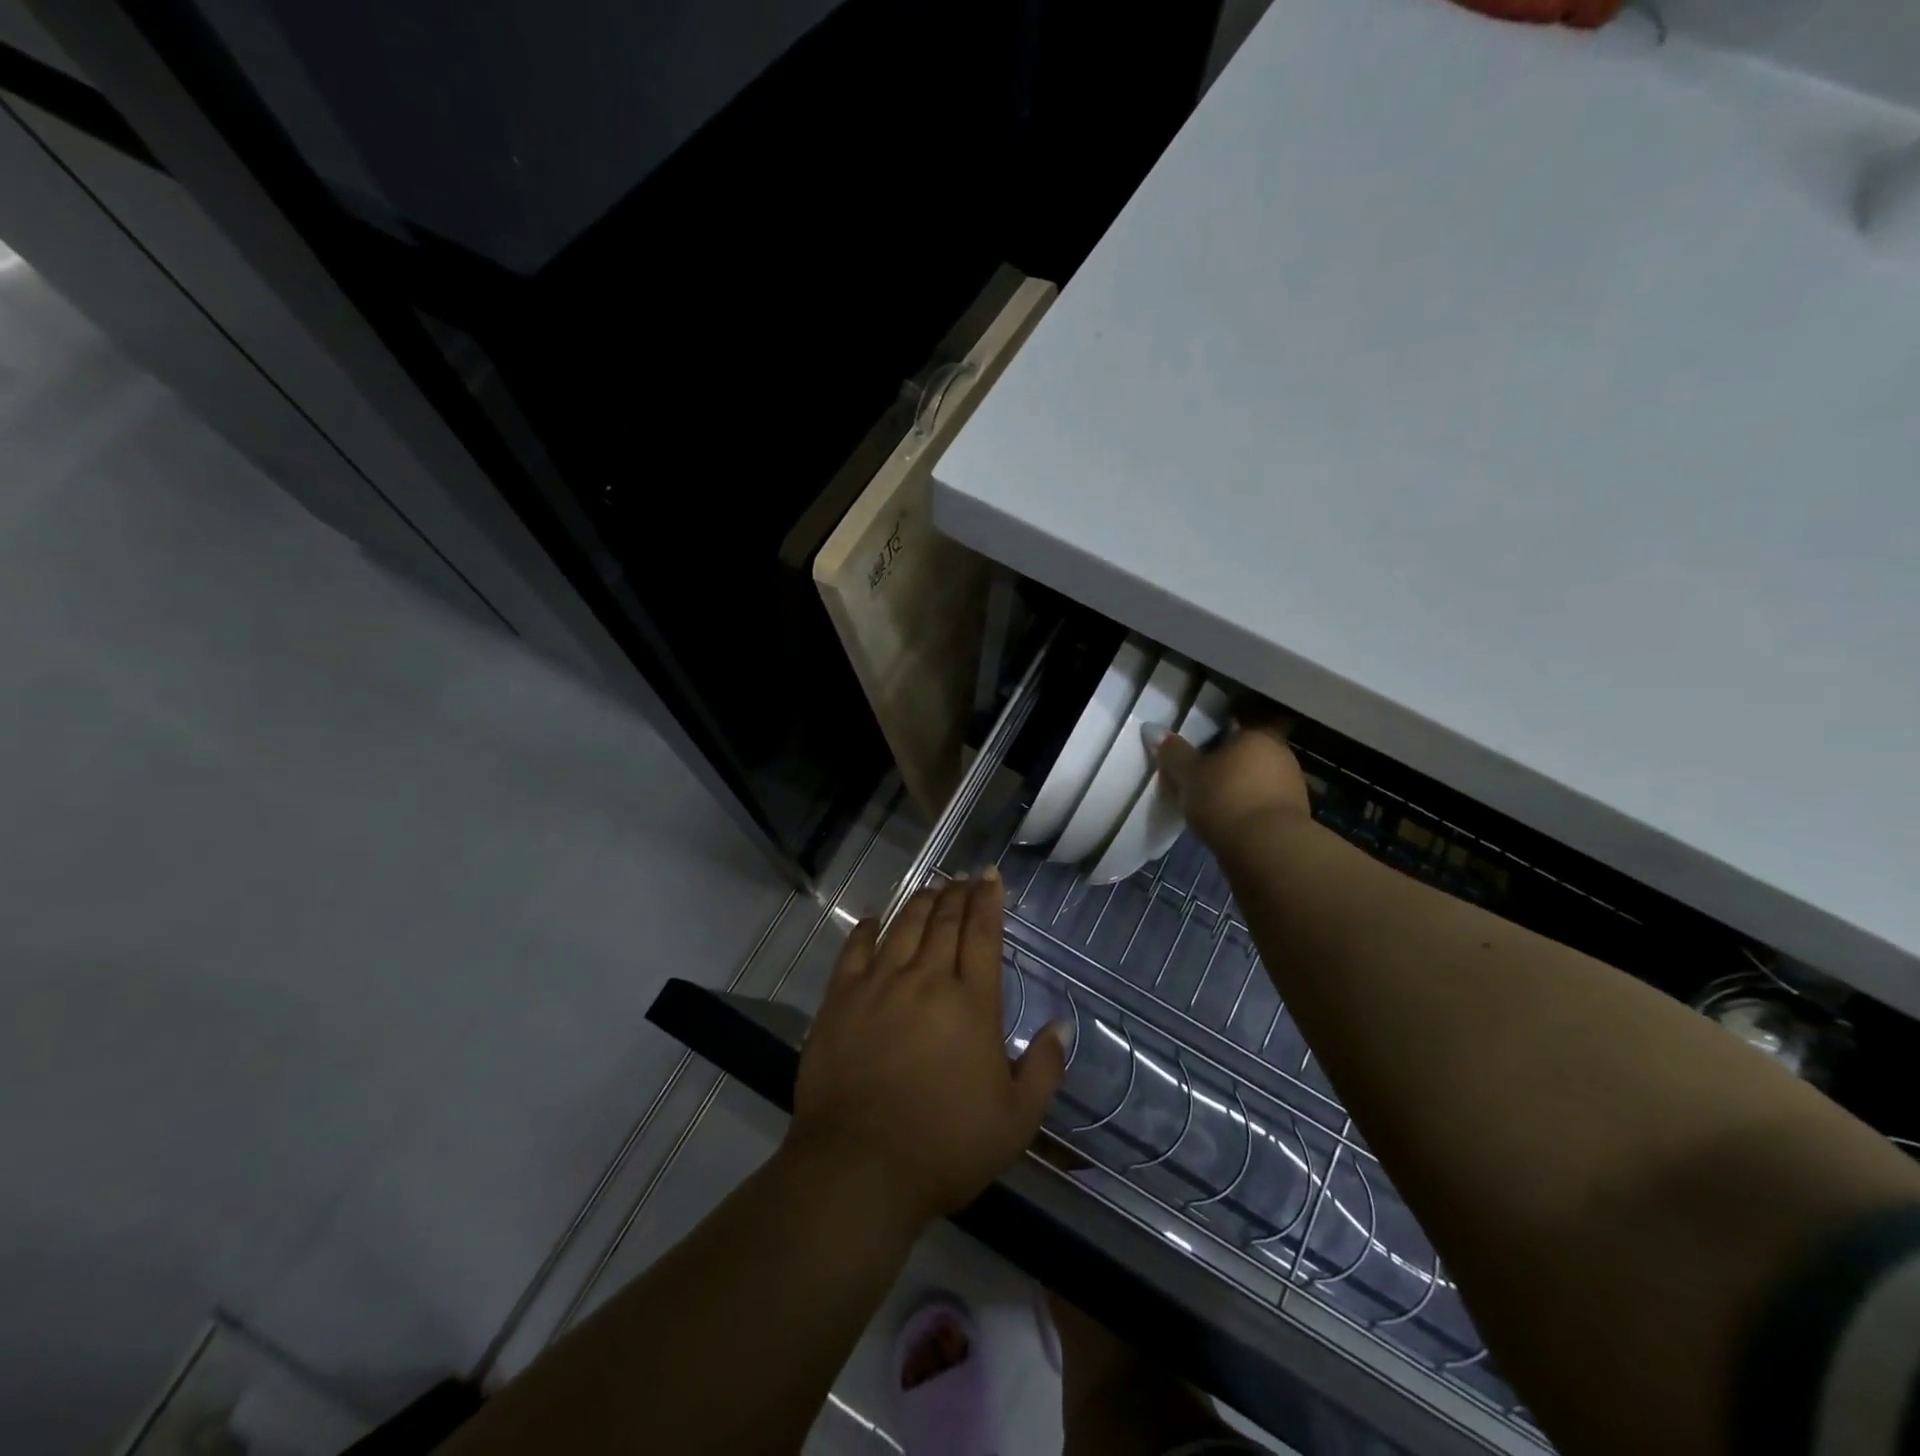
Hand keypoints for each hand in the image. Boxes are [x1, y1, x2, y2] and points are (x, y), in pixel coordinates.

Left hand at [789, 871, 1067, 1230]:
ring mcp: (878, 985)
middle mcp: (926, 980)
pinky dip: (867, 930)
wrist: (859, 1167)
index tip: (990, 876)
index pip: (982, 934)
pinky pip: (854, 950)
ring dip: (920, 903)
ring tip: (931, 891)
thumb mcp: (1015, 1121)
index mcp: (971, 1003)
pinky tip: (873, 922)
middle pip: (943, 921)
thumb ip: (1043, 1069)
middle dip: (957, 894)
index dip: (988, 900)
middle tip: (963, 879)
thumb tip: (1061, 1026)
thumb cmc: (945, 1147)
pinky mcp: (840, 999)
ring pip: (903, 926)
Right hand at [1150, 720, 1311, 850]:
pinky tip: (1230, 823)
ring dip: (1238, 790)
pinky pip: (1263, 804)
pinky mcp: (1294, 815)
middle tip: (1199, 781)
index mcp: (1256, 736)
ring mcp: (1292, 785)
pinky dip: (1248, 810)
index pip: (1233, 728)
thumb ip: (1173, 752)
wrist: (1267, 848)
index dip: (1213, 741)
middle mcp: (1280, 754)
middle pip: (1246, 755)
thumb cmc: (1225, 799)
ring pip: (1256, 781)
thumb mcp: (1188, 775)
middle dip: (1226, 767)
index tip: (1196, 756)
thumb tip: (1152, 728)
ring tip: (1211, 806)